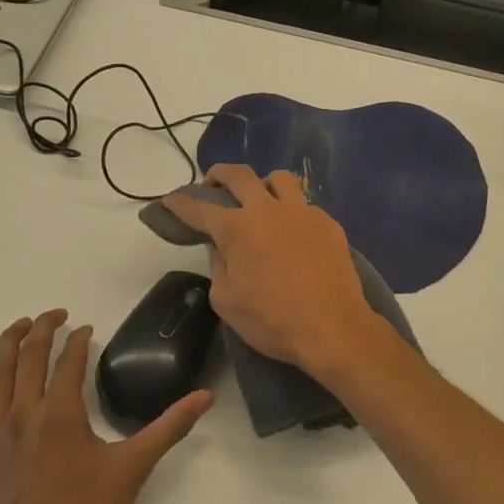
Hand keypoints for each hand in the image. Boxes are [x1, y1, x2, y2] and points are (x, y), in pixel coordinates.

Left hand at [0, 309, 211, 503]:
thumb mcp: (134, 468)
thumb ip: (169, 427)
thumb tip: (206, 397)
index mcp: (62, 413)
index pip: (69, 360)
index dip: (79, 340)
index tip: (88, 330)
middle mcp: (25, 414)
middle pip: (29, 357)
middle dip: (43, 329)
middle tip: (57, 315)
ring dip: (8, 345)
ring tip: (21, 326)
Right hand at [163, 166, 388, 380]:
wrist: (333, 328)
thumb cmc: (272, 320)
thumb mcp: (226, 300)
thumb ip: (218, 266)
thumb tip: (221, 248)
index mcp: (236, 229)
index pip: (199, 208)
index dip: (180, 203)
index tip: (170, 201)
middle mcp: (268, 210)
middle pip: (239, 175)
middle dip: (219, 175)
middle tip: (213, 184)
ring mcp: (302, 212)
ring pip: (279, 178)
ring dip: (263, 184)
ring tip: (260, 200)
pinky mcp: (328, 223)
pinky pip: (304, 205)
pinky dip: (291, 211)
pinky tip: (292, 232)